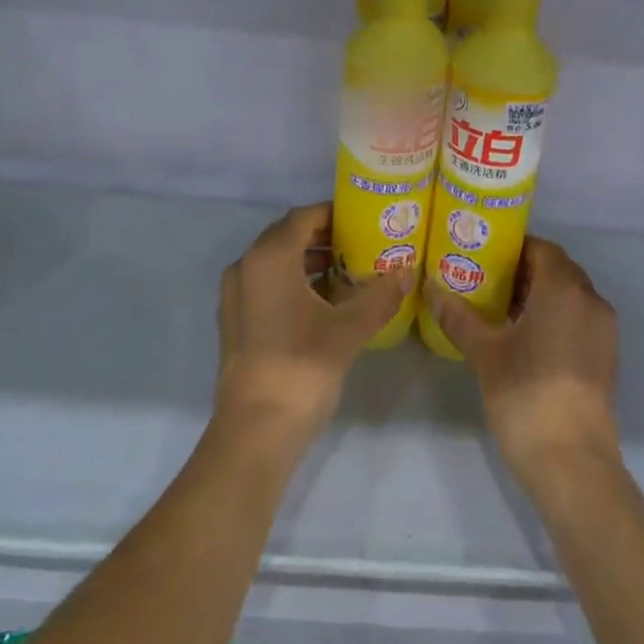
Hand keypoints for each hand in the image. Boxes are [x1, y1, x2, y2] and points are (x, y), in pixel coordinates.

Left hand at [214, 203, 409, 447]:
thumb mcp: (350, 328)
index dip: (334, 214)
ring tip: (348, 272)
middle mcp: (246, 266)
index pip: (304, 216)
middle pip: (287, 236)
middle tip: (362, 244)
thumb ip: (380, 295)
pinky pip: (266, 284)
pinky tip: (323, 301)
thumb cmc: (303, 366)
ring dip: (309, 260)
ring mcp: (235, 295)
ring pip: (275, 262)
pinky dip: (292, 282)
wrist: (255, 429)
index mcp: (270, 257)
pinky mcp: (235, 321)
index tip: (365, 221)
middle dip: (324, 236)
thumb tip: (407, 272)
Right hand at [427, 237, 620, 488]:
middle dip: (525, 270)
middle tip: (486, 280)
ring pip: (570, 295)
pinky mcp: (605, 356)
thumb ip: (458, 317)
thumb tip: (431, 289)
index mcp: (564, 289)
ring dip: (540, 294)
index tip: (483, 255)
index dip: (513, 248)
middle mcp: (590, 300)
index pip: (542, 248)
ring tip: (501, 308)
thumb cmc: (525, 395)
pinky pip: (579, 318)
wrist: (572, 462)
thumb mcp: (484, 353)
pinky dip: (555, 316)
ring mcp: (603, 330)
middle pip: (558, 269)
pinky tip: (525, 336)